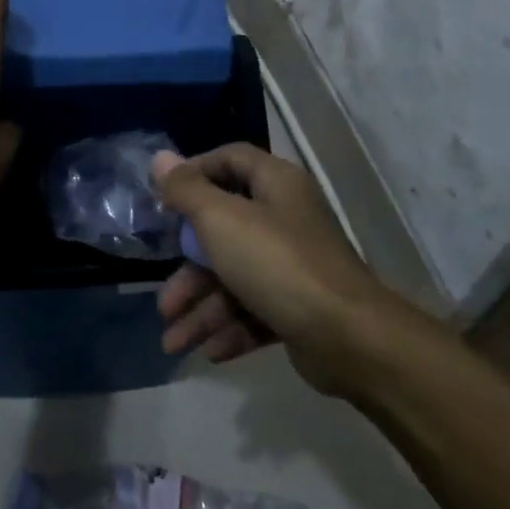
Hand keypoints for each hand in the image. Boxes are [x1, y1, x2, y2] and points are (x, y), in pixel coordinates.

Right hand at [151, 144, 390, 393]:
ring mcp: (294, 266)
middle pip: (224, 233)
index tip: (163, 201)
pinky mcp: (300, 307)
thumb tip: (159, 158)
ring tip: (174, 343)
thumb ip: (186, 190)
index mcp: (275, 185)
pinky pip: (256, 311)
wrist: (349, 337)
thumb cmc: (277, 264)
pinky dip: (231, 328)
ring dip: (202, 311)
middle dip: (188, 272)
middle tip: (164, 301)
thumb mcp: (221, 220)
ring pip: (235, 280)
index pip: (230, 160)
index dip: (193, 173)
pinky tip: (211, 350)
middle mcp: (285, 219)